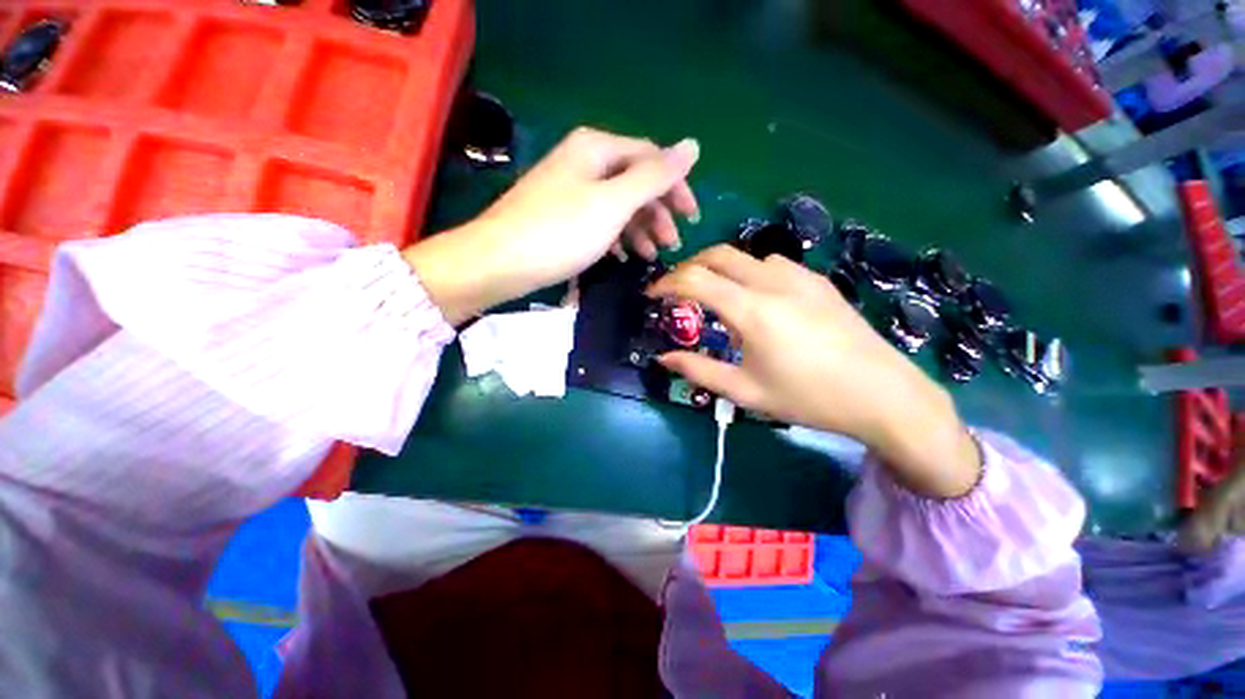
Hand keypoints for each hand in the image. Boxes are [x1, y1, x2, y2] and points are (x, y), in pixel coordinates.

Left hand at [404, 127, 699, 323]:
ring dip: (639, 229)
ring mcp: (570, 191)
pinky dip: (616, 239)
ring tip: (651, 256)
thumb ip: (654, 176)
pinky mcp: (560, 218)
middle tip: (673, 244)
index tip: (692, 219)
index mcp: (597, 149)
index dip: (676, 186)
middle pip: (634, 182)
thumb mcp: (614, 203)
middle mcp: (583, 162)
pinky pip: (599, 223)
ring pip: (617, 206)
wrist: (498, 262)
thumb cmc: (561, 231)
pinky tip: (623, 257)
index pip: (651, 158)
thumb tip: (693, 145)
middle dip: (657, 213)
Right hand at [648, 245, 980, 498]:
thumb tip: (664, 358)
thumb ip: (699, 371)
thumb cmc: (808, 397)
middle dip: (689, 267)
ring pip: (746, 256)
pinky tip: (755, 298)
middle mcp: (773, 282)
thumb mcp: (745, 391)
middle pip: (718, 255)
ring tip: (713, 295)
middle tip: (676, 290)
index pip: (695, 280)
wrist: (883, 395)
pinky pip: (772, 264)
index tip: (652, 295)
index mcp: (752, 310)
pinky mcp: (818, 281)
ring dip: (720, 268)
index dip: (666, 283)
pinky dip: (748, 271)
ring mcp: (799, 277)